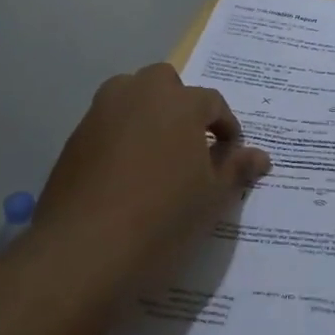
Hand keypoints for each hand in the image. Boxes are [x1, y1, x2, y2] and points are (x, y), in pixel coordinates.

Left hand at [31, 64, 271, 280]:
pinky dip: (120, 137)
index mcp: (179, 103)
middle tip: (190, 143)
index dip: (226, 126)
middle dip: (181, 104)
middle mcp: (138, 95)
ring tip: (158, 156)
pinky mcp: (74, 139)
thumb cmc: (163, 219)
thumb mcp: (212, 198)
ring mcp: (100, 114)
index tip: (230, 153)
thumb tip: (260, 156)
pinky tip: (125, 176)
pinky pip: (106, 125)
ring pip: (129, 97)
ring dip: (147, 114)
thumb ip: (235, 169)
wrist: (84, 251)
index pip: (212, 102)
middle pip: (165, 82)